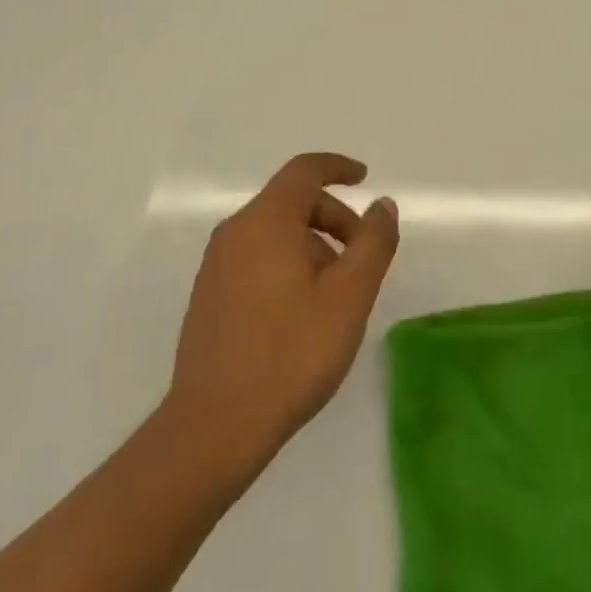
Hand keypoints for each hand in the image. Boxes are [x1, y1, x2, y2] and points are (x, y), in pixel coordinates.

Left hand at [168, 153, 398, 473]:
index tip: (364, 179)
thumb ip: (372, 242)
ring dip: (312, 245)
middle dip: (333, 217)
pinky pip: (256, 257)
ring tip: (336, 293)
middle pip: (291, 202)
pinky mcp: (209, 295)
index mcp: (266, 222)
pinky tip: (302, 311)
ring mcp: (216, 265)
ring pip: (273, 232)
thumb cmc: (291, 352)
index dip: (337, 168)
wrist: (216, 423)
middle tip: (362, 256)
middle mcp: (235, 232)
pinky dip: (287, 263)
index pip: (304, 171)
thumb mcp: (349, 296)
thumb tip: (382, 205)